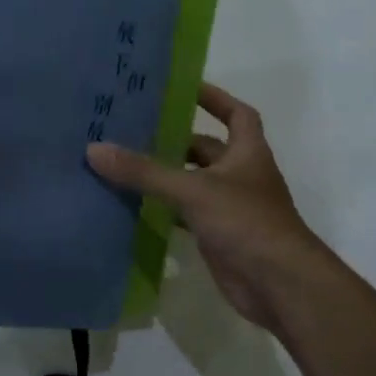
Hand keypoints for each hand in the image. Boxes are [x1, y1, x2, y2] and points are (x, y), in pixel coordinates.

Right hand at [87, 82, 320, 331]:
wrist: (280, 286)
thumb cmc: (246, 223)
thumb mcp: (193, 190)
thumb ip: (145, 172)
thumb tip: (95, 149)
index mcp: (247, 152)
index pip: (236, 113)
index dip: (214, 98)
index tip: (181, 89)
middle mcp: (240, 175)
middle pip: (205, 149)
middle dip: (174, 139)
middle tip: (132, 129)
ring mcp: (230, 208)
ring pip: (192, 183)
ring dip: (164, 176)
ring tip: (123, 164)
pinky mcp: (218, 236)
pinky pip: (185, 215)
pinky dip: (163, 210)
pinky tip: (133, 207)